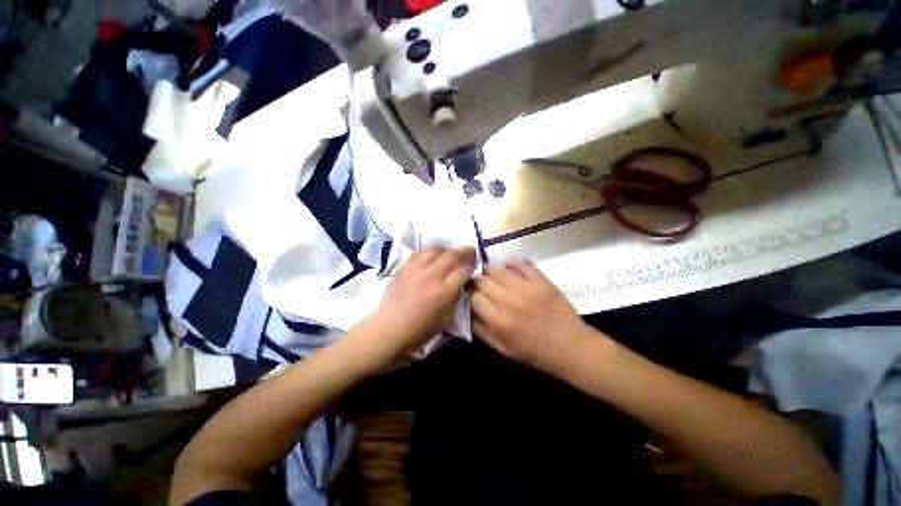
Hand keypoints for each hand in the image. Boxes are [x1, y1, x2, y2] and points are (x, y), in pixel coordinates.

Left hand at [367, 247, 474, 354]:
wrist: (391, 327)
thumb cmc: (421, 329)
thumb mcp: (447, 318)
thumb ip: (456, 297)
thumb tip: (462, 282)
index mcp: (445, 291)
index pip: (464, 270)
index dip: (472, 264)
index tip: (475, 262)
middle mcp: (432, 276)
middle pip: (452, 256)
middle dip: (464, 251)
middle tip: (469, 250)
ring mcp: (416, 269)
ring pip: (436, 250)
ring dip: (447, 249)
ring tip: (450, 252)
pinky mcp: (404, 267)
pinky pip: (420, 253)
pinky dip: (430, 252)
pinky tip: (432, 255)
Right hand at [472, 261, 601, 375]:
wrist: (571, 347)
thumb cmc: (534, 352)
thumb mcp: (502, 348)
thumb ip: (481, 330)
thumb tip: (468, 310)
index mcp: (498, 321)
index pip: (474, 297)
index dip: (470, 293)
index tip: (471, 292)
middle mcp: (509, 301)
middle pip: (483, 280)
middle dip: (478, 280)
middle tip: (479, 282)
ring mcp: (526, 289)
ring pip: (499, 270)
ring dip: (491, 270)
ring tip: (490, 273)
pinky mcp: (541, 281)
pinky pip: (522, 264)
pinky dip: (513, 262)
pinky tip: (508, 264)